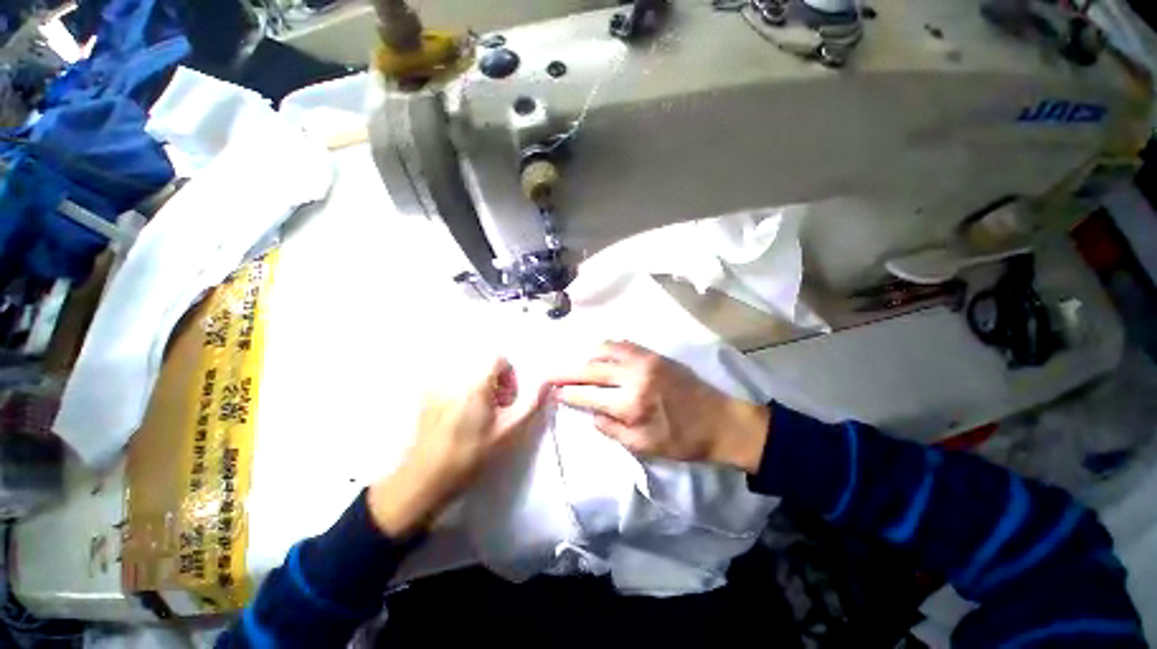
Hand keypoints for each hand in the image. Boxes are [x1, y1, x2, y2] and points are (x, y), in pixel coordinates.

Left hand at [369, 357, 548, 536]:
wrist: (424, 479)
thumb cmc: (470, 456)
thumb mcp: (506, 433)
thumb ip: (529, 403)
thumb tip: (546, 381)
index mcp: (474, 385)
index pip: (498, 358)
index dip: (508, 375)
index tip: (507, 398)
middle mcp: (453, 378)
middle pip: (483, 363)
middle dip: (494, 380)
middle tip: (494, 408)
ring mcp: (436, 385)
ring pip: (468, 370)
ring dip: (479, 383)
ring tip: (477, 410)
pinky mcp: (426, 394)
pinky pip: (451, 378)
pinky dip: (463, 387)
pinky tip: (459, 413)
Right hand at [550, 341, 768, 472]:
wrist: (721, 421)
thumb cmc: (683, 441)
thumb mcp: (644, 447)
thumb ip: (612, 430)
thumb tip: (591, 414)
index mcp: (631, 404)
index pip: (588, 395)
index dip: (568, 394)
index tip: (554, 392)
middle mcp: (634, 376)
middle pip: (591, 368)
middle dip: (567, 371)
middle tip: (551, 372)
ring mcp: (645, 360)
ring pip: (605, 349)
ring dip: (586, 356)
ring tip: (576, 364)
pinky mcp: (655, 354)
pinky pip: (623, 344)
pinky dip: (607, 348)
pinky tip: (601, 354)